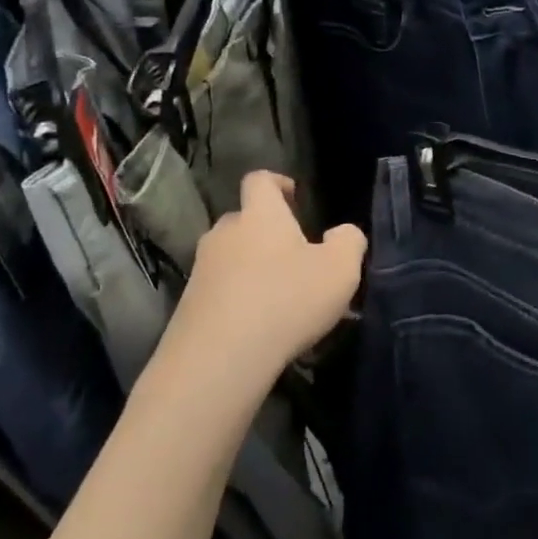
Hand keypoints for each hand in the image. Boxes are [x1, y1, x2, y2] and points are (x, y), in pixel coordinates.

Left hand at [157, 172, 366, 395]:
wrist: (219, 358)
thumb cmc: (287, 300)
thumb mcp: (340, 269)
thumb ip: (349, 241)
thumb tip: (342, 233)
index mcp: (261, 215)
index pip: (260, 180)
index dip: (277, 182)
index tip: (294, 196)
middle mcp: (225, 233)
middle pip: (245, 220)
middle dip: (268, 232)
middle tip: (295, 257)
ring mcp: (202, 268)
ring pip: (231, 256)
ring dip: (252, 267)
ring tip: (278, 296)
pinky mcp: (189, 304)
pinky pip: (219, 289)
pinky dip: (238, 297)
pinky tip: (258, 325)